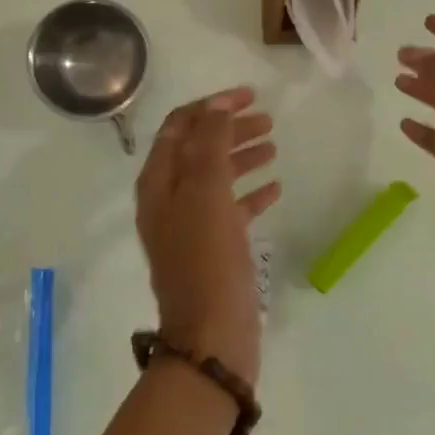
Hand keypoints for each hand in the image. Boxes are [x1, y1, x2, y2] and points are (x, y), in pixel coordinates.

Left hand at [135, 87, 279, 385]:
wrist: (211, 338)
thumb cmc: (206, 259)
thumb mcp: (206, 193)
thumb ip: (209, 144)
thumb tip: (217, 105)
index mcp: (159, 182)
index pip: (179, 127)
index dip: (211, 106)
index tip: (248, 95)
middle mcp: (169, 200)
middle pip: (198, 149)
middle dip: (229, 129)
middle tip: (267, 119)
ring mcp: (190, 226)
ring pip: (216, 178)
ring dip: (241, 156)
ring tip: (273, 144)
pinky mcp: (213, 250)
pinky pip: (231, 210)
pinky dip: (250, 194)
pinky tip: (275, 188)